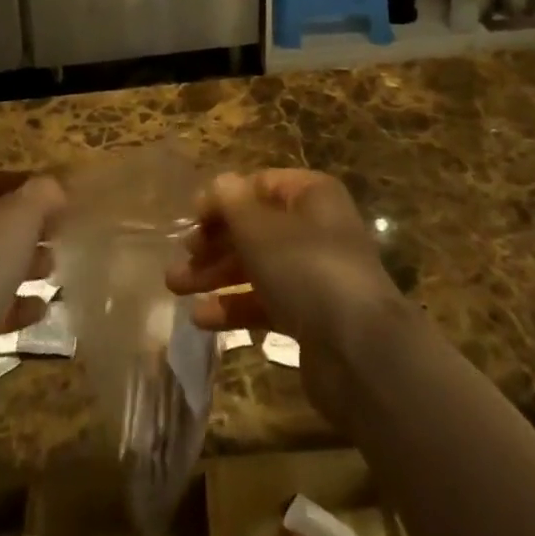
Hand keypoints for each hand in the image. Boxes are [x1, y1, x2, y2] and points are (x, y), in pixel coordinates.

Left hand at [0, 172, 64, 341]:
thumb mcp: (18, 219)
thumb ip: (41, 195)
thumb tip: (54, 189)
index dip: (29, 187)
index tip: (61, 200)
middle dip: (28, 231)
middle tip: (61, 238)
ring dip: (22, 268)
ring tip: (54, 273)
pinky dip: (10, 305)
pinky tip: (39, 312)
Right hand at [166, 170, 405, 410]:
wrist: (359, 351)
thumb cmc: (305, 269)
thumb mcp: (259, 228)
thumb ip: (232, 203)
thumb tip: (220, 184)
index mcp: (311, 195)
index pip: (259, 185)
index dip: (224, 199)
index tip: (192, 219)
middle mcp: (315, 229)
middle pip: (256, 227)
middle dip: (215, 242)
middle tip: (180, 258)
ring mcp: (315, 274)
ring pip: (257, 266)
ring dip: (217, 275)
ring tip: (176, 288)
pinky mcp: (311, 317)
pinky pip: (267, 302)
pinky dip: (236, 307)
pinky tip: (201, 319)